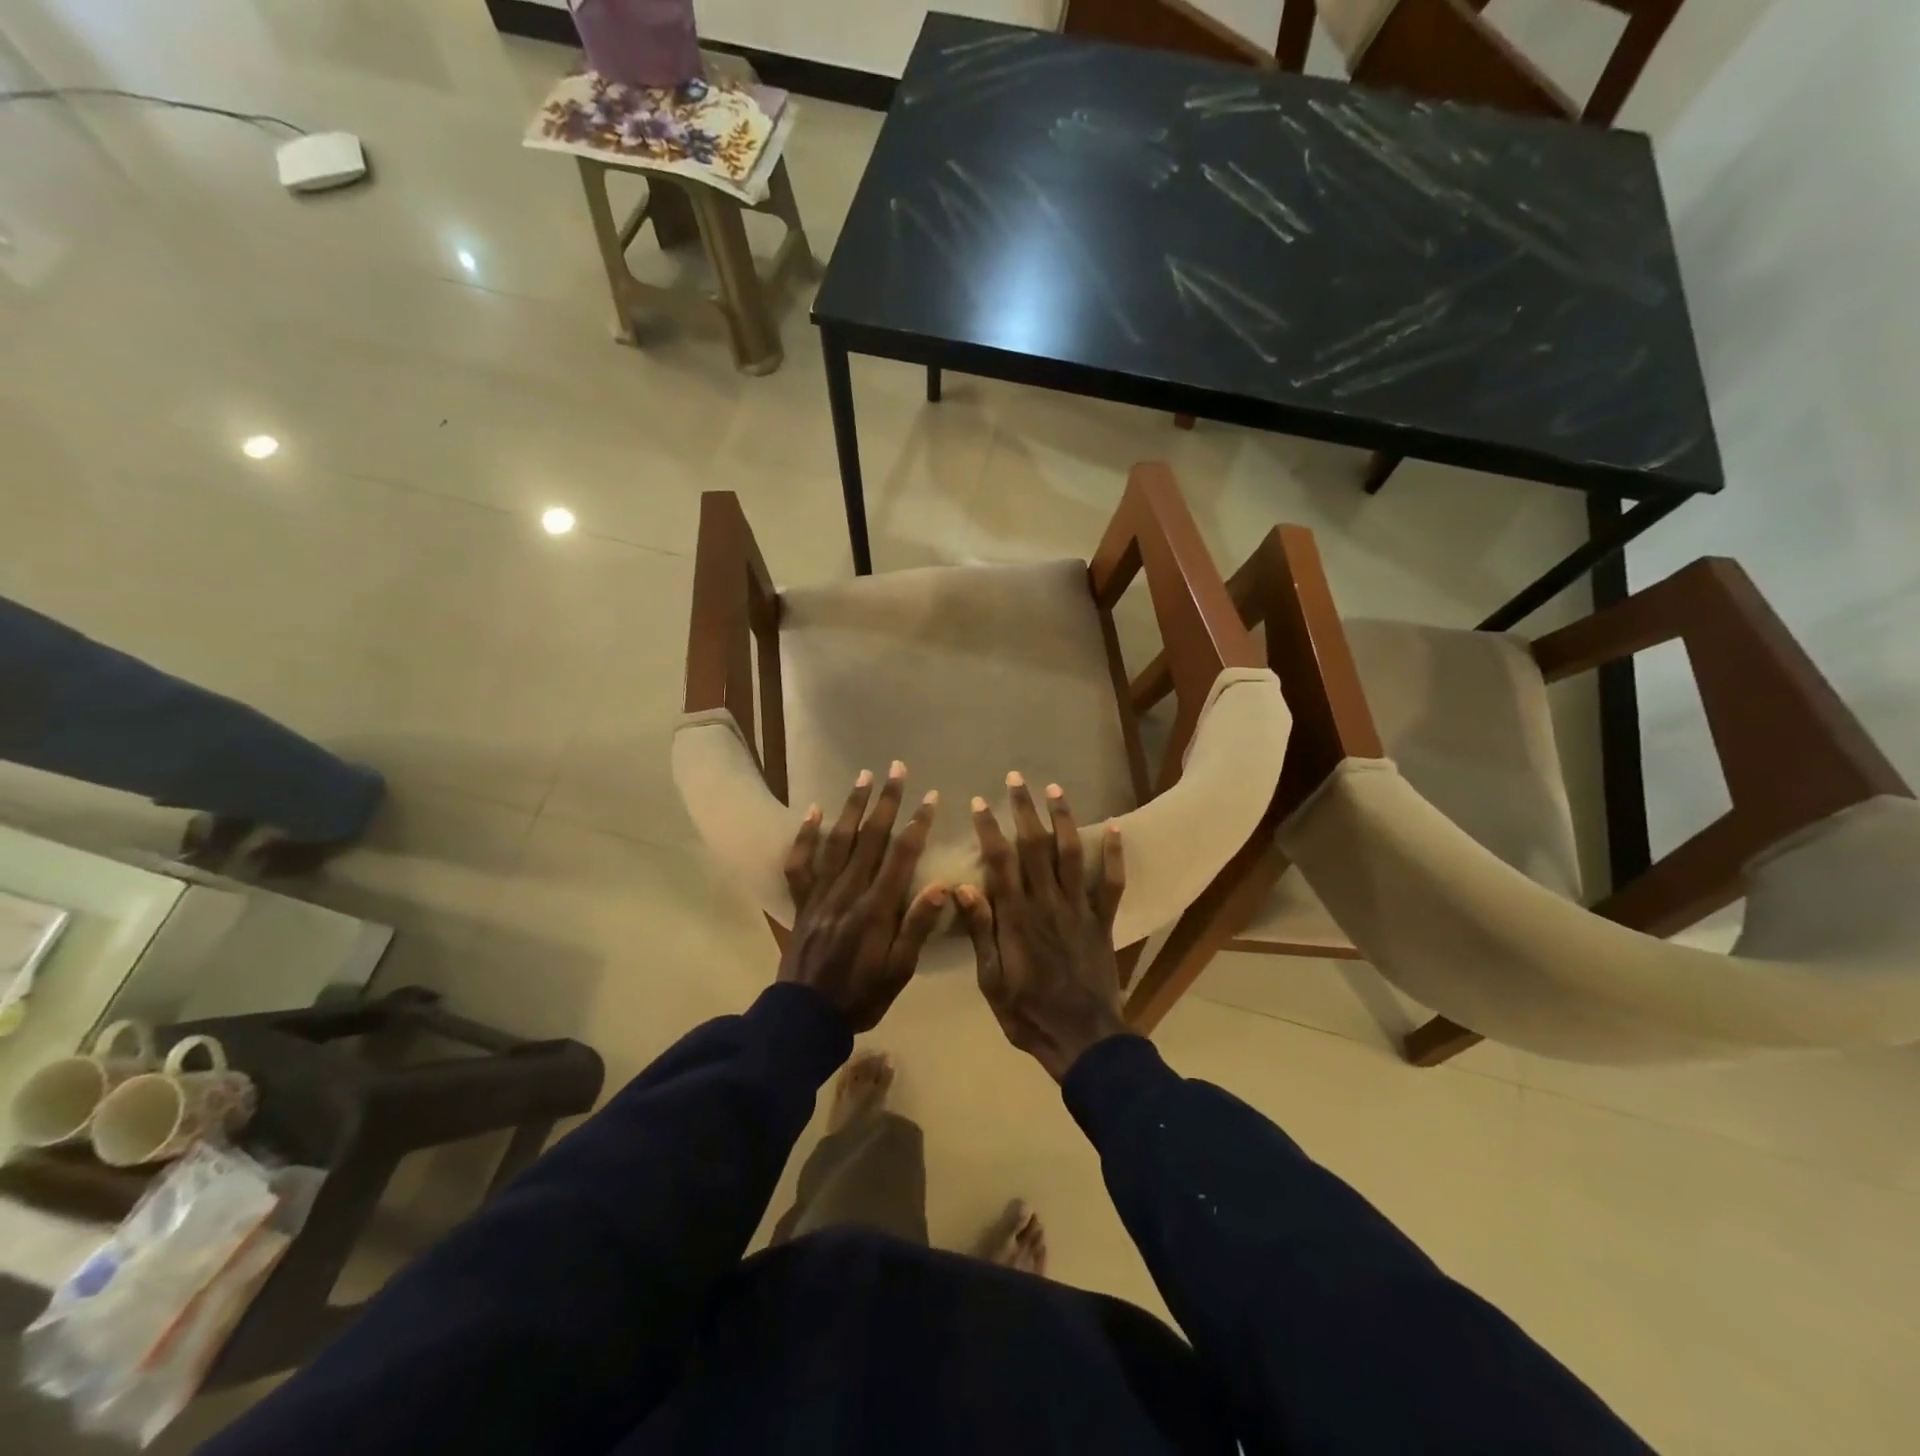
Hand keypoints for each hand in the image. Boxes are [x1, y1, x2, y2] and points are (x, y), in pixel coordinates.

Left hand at [779, 763, 946, 1032]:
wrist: (806, 1017)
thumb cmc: (862, 996)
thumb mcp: (900, 970)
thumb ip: (917, 927)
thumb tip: (942, 886)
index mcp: (877, 908)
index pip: (901, 855)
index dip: (917, 823)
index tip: (930, 797)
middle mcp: (848, 891)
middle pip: (870, 838)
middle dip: (886, 801)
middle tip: (897, 769)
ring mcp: (821, 893)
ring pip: (838, 841)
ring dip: (852, 807)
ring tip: (863, 776)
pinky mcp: (801, 901)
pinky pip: (800, 863)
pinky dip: (805, 835)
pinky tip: (813, 810)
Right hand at [956, 774, 1128, 1082]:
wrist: (1081, 1038)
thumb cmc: (1027, 1012)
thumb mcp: (991, 979)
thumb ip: (981, 931)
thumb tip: (961, 886)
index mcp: (1016, 916)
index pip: (1000, 861)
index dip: (989, 828)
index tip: (980, 801)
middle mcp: (1048, 902)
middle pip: (1035, 846)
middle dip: (1024, 809)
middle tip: (1017, 779)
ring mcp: (1079, 909)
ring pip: (1071, 854)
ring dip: (1063, 819)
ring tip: (1056, 789)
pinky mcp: (1103, 921)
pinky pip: (1112, 882)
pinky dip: (1114, 853)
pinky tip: (1115, 826)